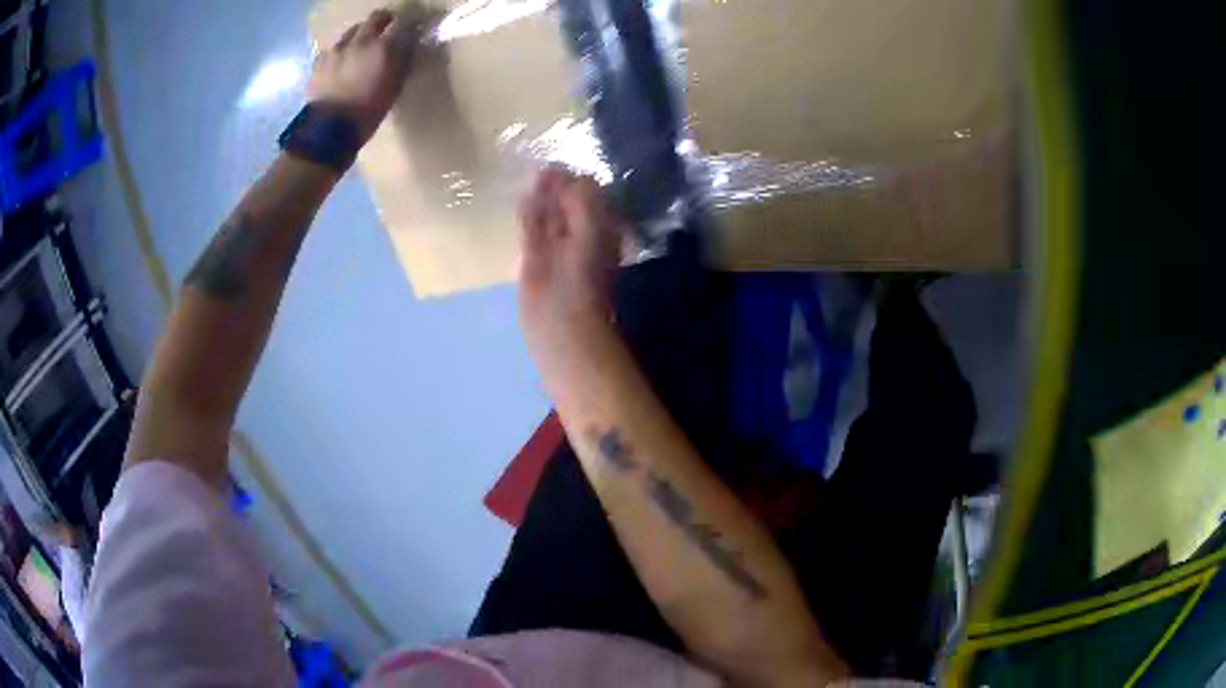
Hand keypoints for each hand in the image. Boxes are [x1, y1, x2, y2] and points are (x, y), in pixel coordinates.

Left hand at [309, 8, 422, 143]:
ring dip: (361, 33)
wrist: (328, 130)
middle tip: (389, 28)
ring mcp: (337, 48)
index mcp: (383, 47)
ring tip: (362, 45)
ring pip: (354, 29)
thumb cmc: (368, 112)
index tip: (412, 29)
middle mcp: (361, 40)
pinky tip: (341, 61)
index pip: (404, 22)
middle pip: (376, 17)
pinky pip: (334, 47)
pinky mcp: (320, 60)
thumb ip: (403, 62)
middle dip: (385, 20)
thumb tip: (409, 45)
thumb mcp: (394, 88)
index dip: (410, 24)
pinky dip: (341, 50)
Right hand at [518, 168, 624, 357]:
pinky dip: (527, 214)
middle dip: (555, 185)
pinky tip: (522, 200)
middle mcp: (580, 233)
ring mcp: (555, 246)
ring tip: (529, 179)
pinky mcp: (533, 258)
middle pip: (566, 201)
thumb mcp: (591, 226)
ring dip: (540, 198)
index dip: (573, 178)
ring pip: (548, 213)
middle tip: (538, 170)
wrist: (562, 320)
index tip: (556, 166)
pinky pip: (531, 229)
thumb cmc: (584, 273)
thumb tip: (559, 173)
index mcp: (601, 226)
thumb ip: (580, 197)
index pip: (588, 193)